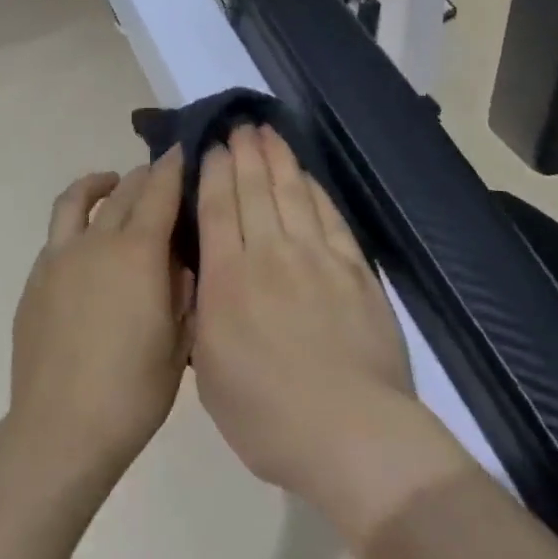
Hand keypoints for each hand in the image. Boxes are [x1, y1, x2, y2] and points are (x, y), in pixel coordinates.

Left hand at [8, 153, 193, 486]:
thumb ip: (183, 291)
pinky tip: (87, 245)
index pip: (159, 192)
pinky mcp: (36, 278)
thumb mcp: (178, 342)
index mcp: (138, 253)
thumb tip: (179, 258)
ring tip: (113, 184)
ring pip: (78, 199)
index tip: (181, 150)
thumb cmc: (132, 392)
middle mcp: (97, 241)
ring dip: (100, 184)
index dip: (172, 167)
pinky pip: (58, 233)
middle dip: (145, 176)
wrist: (60, 431)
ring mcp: (59, 257)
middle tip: (160, 176)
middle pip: (123, 191)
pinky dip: (78, 222)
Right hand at [191, 126, 422, 507]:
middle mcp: (269, 254)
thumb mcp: (210, 375)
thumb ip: (204, 317)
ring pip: (291, 193)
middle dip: (244, 153)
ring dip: (278, 159)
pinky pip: (329, 216)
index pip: (218, 208)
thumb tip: (203, 277)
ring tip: (268, 133)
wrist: (351, 433)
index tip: (213, 146)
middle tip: (240, 125)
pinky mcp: (354, 268)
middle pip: (254, 189)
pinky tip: (307, 176)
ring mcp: (316, 257)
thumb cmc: (267, 416)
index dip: (215, 171)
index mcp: (228, 279)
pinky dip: (315, 190)